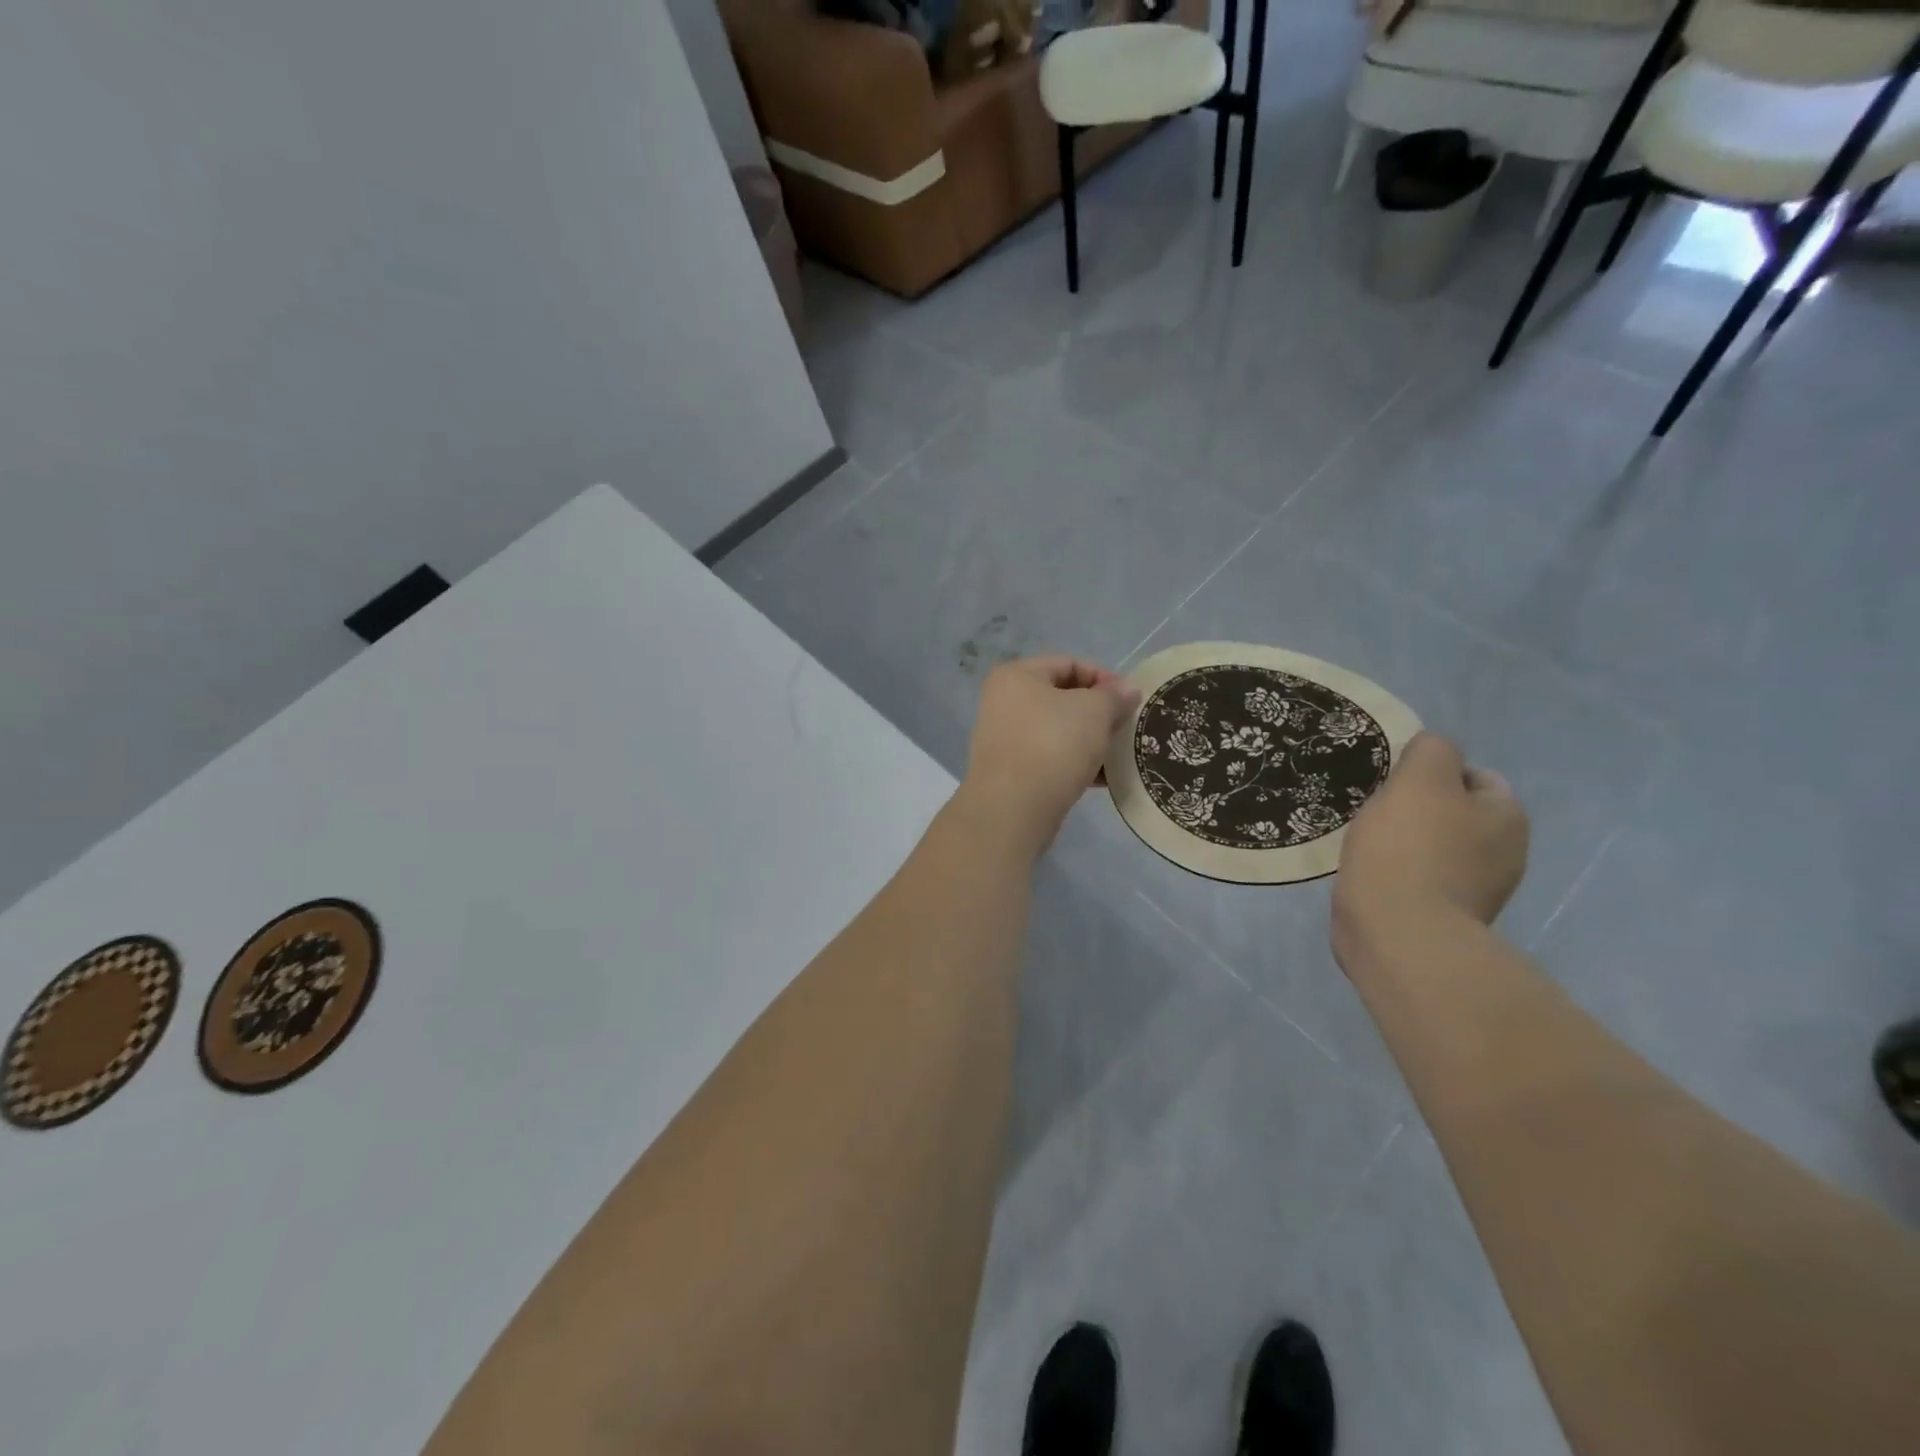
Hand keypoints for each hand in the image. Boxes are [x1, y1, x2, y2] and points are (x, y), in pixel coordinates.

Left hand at [961, 656, 1139, 855]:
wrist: (1013, 809)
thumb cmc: (1053, 745)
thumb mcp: (1093, 711)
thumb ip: (1114, 696)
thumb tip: (1127, 690)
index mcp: (1016, 676)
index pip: (1069, 664)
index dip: (1104, 678)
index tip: (1131, 701)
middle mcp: (1004, 702)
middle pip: (1063, 698)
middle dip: (1099, 713)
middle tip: (1127, 729)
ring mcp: (1005, 739)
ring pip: (1059, 731)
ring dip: (1091, 741)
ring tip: (1120, 755)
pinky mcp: (1012, 772)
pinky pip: (1051, 758)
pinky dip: (1076, 764)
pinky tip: (1103, 779)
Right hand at [1333, 732, 1528, 948]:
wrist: (1396, 932)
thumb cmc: (1409, 848)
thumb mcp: (1420, 778)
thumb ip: (1432, 750)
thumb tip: (1433, 753)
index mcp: (1508, 817)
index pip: (1476, 777)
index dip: (1435, 773)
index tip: (1396, 785)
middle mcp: (1505, 855)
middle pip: (1455, 814)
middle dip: (1419, 810)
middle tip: (1378, 812)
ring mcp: (1476, 892)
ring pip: (1435, 848)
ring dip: (1405, 843)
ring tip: (1368, 844)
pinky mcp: (1444, 919)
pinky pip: (1419, 880)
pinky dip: (1397, 874)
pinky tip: (1371, 874)